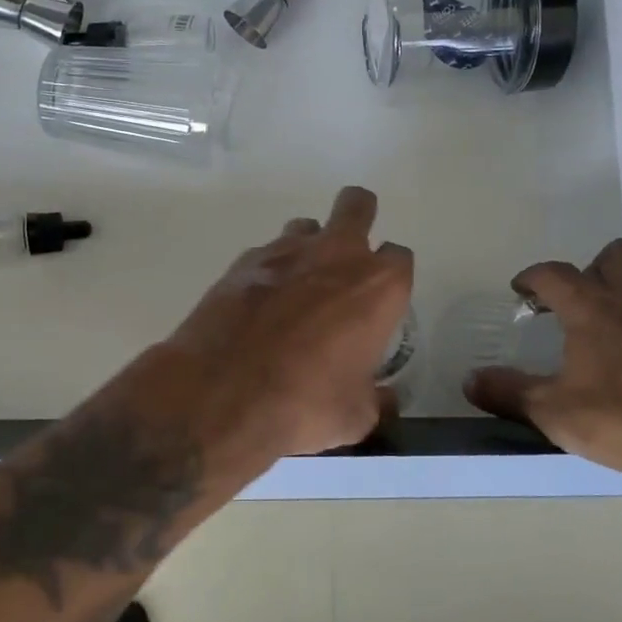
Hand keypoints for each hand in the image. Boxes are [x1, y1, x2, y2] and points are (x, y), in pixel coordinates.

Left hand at [148, 186, 413, 459]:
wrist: (222, 395)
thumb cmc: (306, 404)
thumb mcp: (356, 416)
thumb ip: (376, 396)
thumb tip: (384, 398)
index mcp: (377, 286)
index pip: (399, 257)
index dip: (391, 277)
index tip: (380, 302)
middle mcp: (336, 254)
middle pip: (357, 205)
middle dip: (358, 217)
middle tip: (348, 254)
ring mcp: (286, 251)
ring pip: (307, 226)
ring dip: (309, 247)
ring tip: (298, 288)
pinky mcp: (243, 261)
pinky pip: (267, 254)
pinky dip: (269, 272)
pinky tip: (259, 306)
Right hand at [466, 239, 621, 489]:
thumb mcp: (557, 413)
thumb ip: (510, 392)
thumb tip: (470, 380)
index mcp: (592, 305)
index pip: (554, 273)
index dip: (532, 278)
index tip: (521, 290)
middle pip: (613, 256)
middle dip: (591, 269)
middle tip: (577, 301)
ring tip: (609, 328)